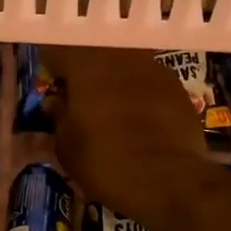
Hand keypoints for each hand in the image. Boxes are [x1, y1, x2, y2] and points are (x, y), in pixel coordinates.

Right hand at [44, 46, 213, 225]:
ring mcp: (154, 68)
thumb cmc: (106, 162)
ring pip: (125, 66)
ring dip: (115, 82)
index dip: (52, 70)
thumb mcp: (67, 146)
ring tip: (112, 112)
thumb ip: (58, 117)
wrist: (169, 180)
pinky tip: (141, 122)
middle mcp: (121, 55)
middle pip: (95, 54)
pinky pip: (150, 83)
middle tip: (81, 102)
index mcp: (85, 63)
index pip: (57, 51)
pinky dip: (141, 95)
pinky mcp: (178, 87)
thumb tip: (55, 102)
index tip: (53, 89)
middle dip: (85, 74)